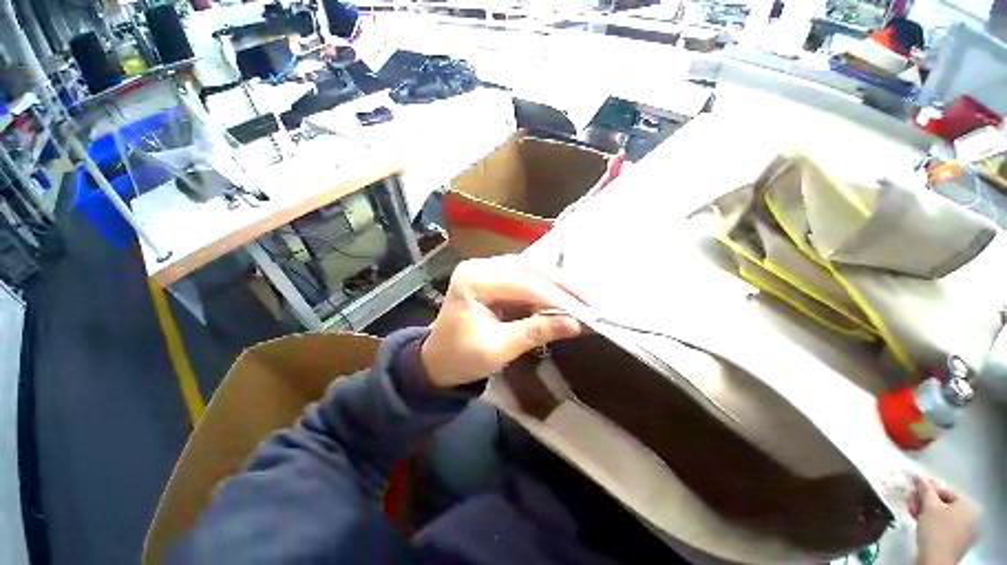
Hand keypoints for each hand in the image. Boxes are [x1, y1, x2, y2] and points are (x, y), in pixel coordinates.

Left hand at [421, 257, 582, 387]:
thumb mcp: (498, 349)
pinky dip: (545, 286)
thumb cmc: (460, 358)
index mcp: (473, 280)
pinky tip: (563, 294)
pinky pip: (525, 277)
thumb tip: (575, 324)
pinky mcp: (494, 277)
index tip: (585, 310)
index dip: (556, 296)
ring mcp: (486, 269)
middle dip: (561, 285)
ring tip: (582, 296)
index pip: (522, 283)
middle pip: (528, 269)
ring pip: (530, 269)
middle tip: (590, 299)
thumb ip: (536, 331)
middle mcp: (480, 266)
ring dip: (556, 283)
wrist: (437, 361)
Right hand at [909, 476, 978, 564]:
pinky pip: (943, 525)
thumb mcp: (929, 507)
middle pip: (944, 504)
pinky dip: (930, 521)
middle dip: (925, 501)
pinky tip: (918, 520)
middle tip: (910, 499)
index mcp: (968, 506)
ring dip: (925, 510)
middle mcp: (971, 516)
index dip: (928, 488)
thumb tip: (919, 478)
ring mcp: (964, 531)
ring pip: (942, 515)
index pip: (946, 491)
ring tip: (911, 510)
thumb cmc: (936, 529)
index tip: (913, 487)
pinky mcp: (954, 540)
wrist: (936, 560)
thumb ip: (925, 490)